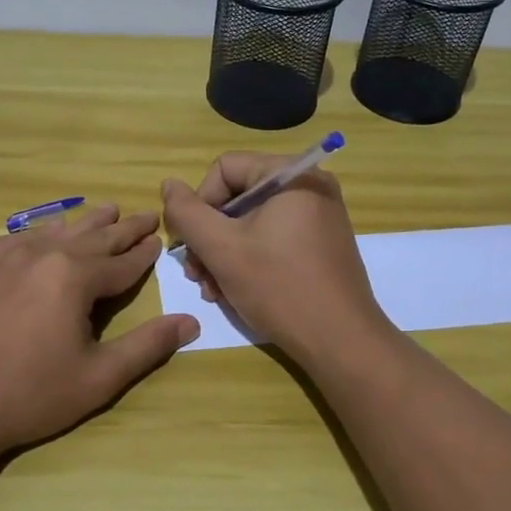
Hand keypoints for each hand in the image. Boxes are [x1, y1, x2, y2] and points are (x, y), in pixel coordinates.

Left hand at [0, 204, 198, 464]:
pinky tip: (45, 231)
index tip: (161, 239)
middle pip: (93, 236)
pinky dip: (43, 230)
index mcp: (74, 277)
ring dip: (86, 222)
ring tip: (106, 209)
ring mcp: (6, 258)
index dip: (145, 253)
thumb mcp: (97, 379)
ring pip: (57, 230)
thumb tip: (190, 323)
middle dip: (123, 227)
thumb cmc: (27, 396)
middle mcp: (43, 255)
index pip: (122, 262)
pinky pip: (20, 237)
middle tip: (146, 214)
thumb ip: (146, 347)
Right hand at [160, 153, 388, 359]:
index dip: (199, 203)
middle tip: (196, 274)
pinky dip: (248, 259)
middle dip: (209, 236)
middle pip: (238, 196)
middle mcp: (310, 186)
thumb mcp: (222, 248)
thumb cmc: (279, 287)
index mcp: (292, 175)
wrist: (341, 342)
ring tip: (211, 289)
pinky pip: (273, 238)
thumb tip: (169, 185)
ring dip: (223, 253)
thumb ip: (187, 213)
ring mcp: (319, 216)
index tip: (191, 244)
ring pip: (251, 222)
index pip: (225, 168)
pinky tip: (232, 291)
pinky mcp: (321, 244)